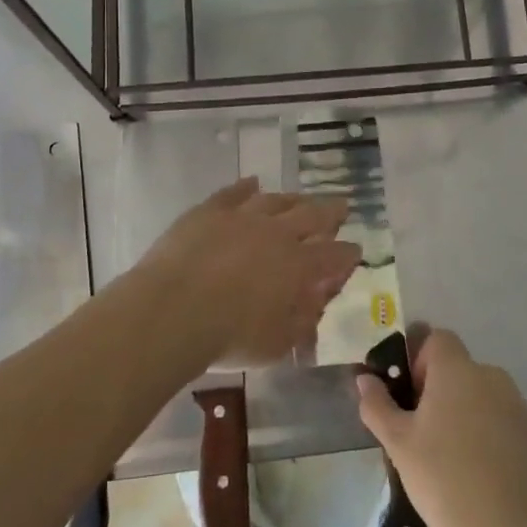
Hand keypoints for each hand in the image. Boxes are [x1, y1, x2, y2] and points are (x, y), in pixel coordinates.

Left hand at [133, 178, 360, 367]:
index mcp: (299, 266)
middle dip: (331, 211)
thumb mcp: (277, 343)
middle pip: (312, 215)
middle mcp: (277, 233)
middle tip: (341, 206)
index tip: (355, 251)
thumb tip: (316, 303)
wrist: (172, 310)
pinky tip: (253, 183)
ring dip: (293, 199)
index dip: (347, 254)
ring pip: (276, 200)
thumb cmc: (229, 337)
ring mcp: (242, 217)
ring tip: (301, 198)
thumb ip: (302, 321)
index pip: (333, 255)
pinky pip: (234, 192)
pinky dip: (246, 187)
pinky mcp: (209, 211)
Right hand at [357, 328, 526, 526]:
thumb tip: (365, 379)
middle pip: (457, 366)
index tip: (408, 396)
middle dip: (436, 387)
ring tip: (446, 450)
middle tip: (419, 428)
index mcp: (457, 369)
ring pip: (478, 391)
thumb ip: (377, 404)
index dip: (418, 359)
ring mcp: (515, 403)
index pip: (436, 338)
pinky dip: (483, 426)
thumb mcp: (397, 442)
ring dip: (460, 407)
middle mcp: (490, 375)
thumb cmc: (442, 478)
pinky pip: (497, 413)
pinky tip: (473, 465)